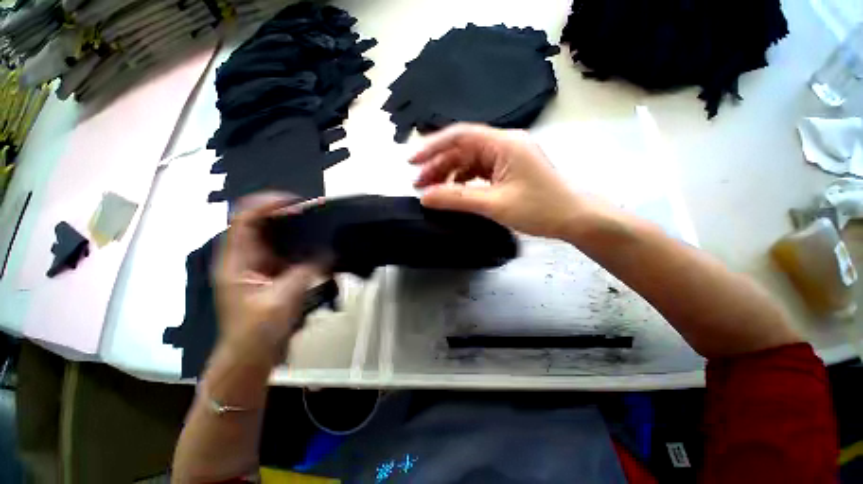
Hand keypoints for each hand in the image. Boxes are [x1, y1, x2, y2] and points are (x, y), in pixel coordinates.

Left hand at [213, 194, 319, 367]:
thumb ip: (307, 271)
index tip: (295, 201)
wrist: (250, 357)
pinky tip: (314, 246)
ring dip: (292, 228)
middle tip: (312, 212)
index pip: (245, 220)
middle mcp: (242, 258)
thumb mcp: (284, 298)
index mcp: (236, 261)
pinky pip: (282, 252)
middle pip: (258, 223)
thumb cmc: (258, 331)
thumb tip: (330, 252)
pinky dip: (298, 245)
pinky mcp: (267, 275)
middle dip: (283, 214)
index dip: (267, 204)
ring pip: (271, 237)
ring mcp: (254, 266)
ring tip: (316, 224)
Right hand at [411, 123, 585, 238]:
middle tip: (418, 184)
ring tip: (431, 191)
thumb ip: (457, 199)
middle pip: (462, 149)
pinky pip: (479, 171)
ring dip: (449, 174)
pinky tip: (453, 192)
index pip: (460, 136)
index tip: (412, 161)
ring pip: (469, 161)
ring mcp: (506, 157)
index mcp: (503, 144)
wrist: (574, 219)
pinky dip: (463, 181)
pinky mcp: (508, 170)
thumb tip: (425, 198)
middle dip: (438, 165)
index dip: (433, 147)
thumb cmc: (539, 209)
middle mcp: (504, 144)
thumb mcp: (494, 204)